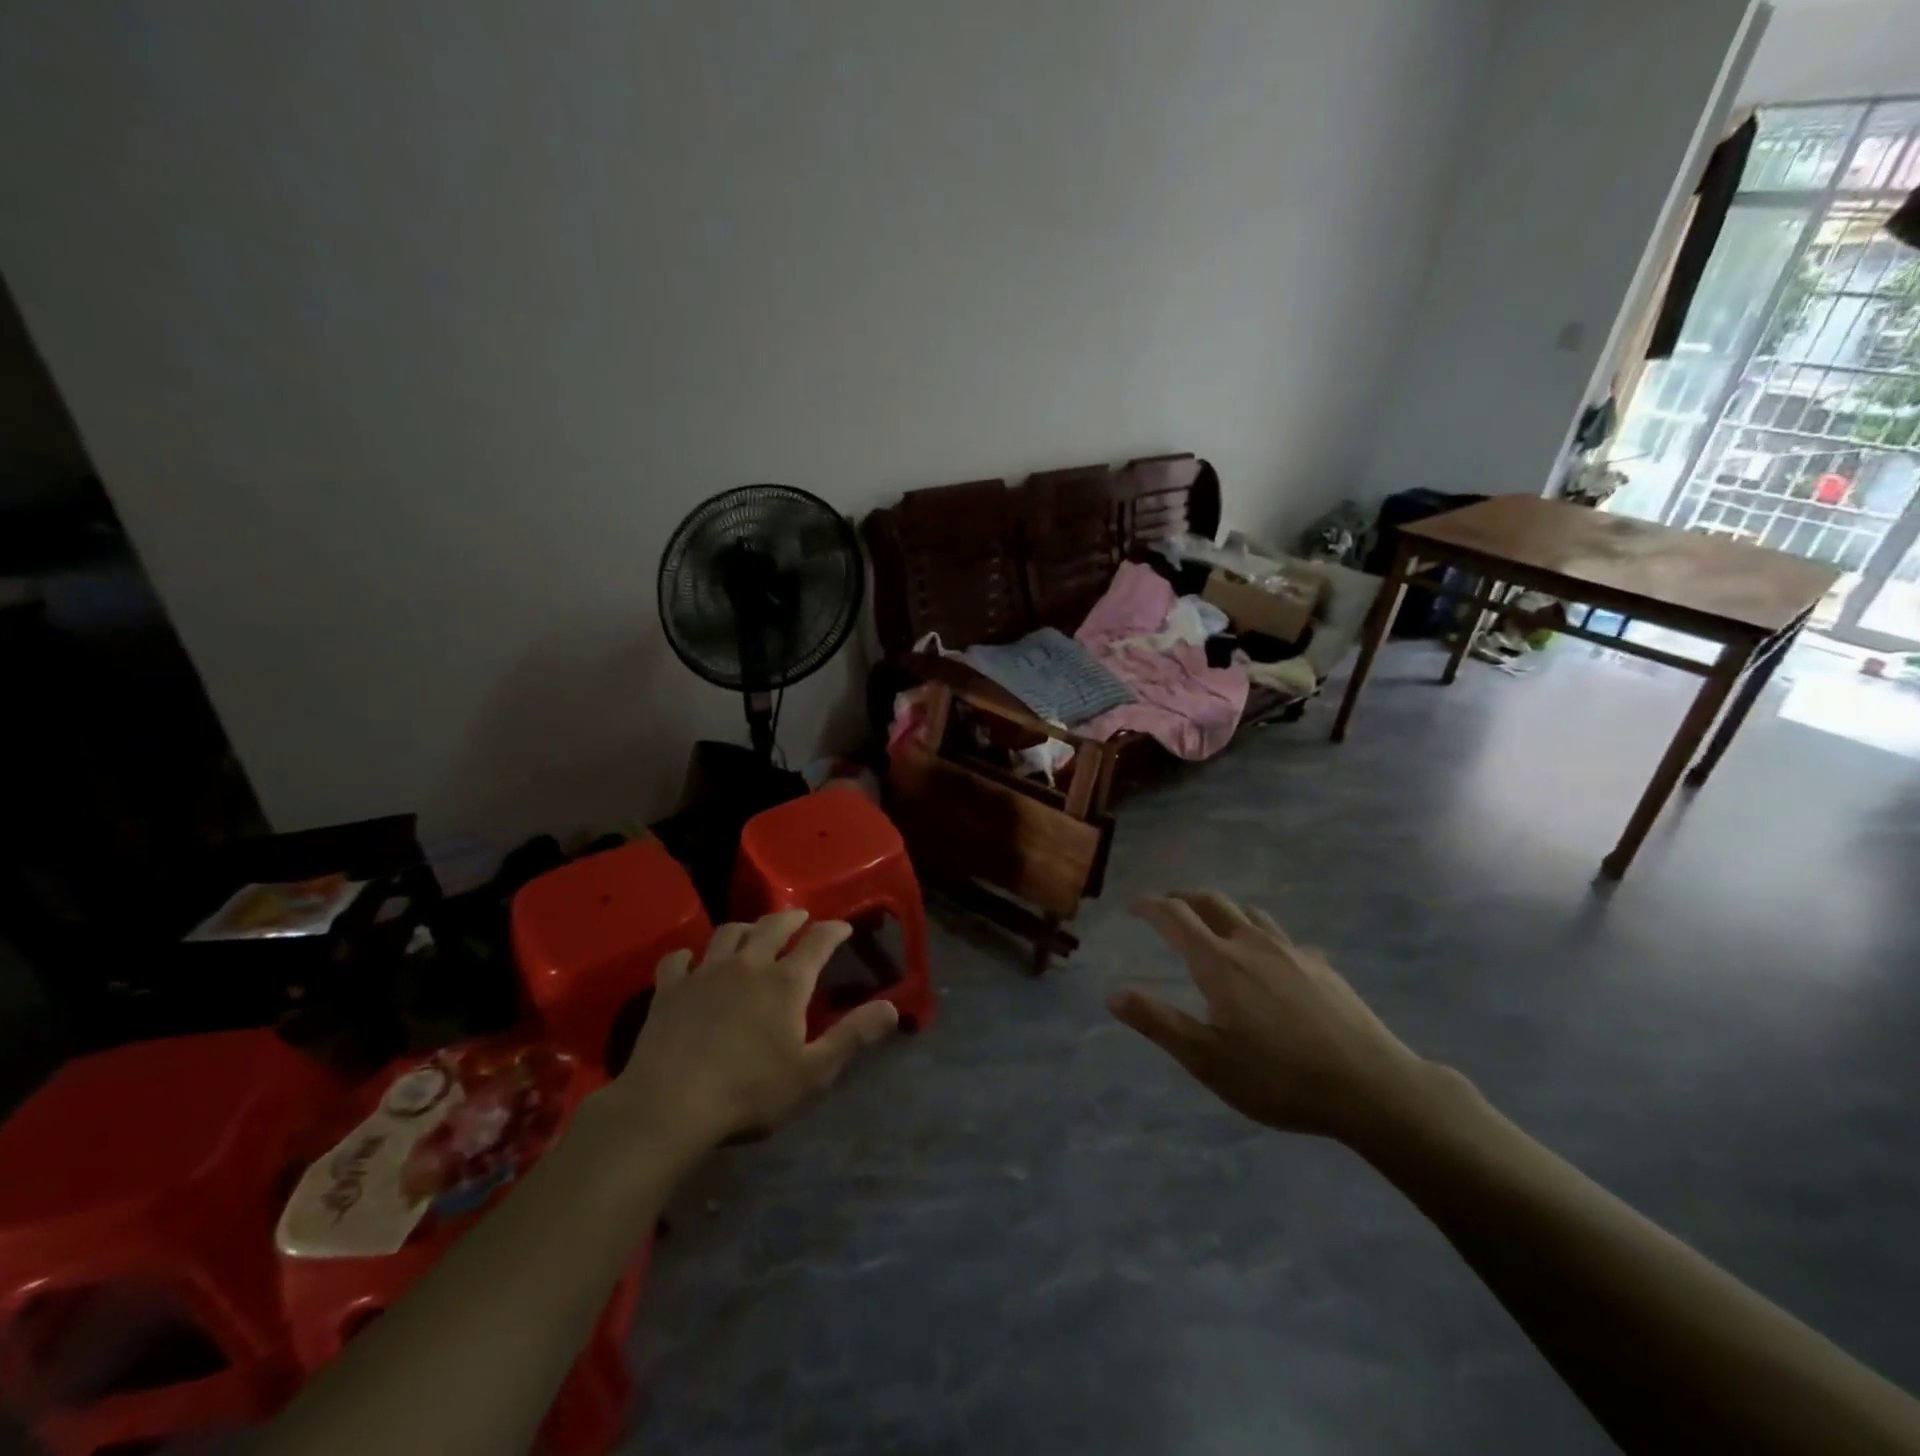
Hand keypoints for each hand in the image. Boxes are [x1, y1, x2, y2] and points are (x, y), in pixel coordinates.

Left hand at [596, 910, 898, 1158]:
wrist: (669, 1107)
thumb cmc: (749, 1093)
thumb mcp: (813, 1073)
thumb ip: (853, 1036)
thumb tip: (892, 1008)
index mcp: (786, 982)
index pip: (818, 941)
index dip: (834, 930)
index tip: (843, 927)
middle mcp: (748, 965)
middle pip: (773, 925)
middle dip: (792, 918)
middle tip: (801, 919)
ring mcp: (705, 973)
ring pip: (728, 933)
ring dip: (745, 928)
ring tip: (752, 933)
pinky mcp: (669, 989)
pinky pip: (679, 959)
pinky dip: (689, 956)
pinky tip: (691, 962)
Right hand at [1110, 892, 1430, 1143]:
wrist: (1371, 1087)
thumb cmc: (1280, 1077)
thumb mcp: (1208, 1060)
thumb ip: (1159, 1023)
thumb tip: (1113, 994)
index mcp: (1219, 963)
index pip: (1176, 917)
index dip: (1151, 906)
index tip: (1135, 904)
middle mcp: (1252, 944)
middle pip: (1212, 902)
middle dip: (1185, 898)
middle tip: (1169, 906)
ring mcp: (1292, 951)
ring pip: (1250, 915)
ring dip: (1224, 912)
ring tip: (1216, 926)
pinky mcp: (1322, 966)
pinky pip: (1283, 938)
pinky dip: (1263, 937)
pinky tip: (1272, 963)